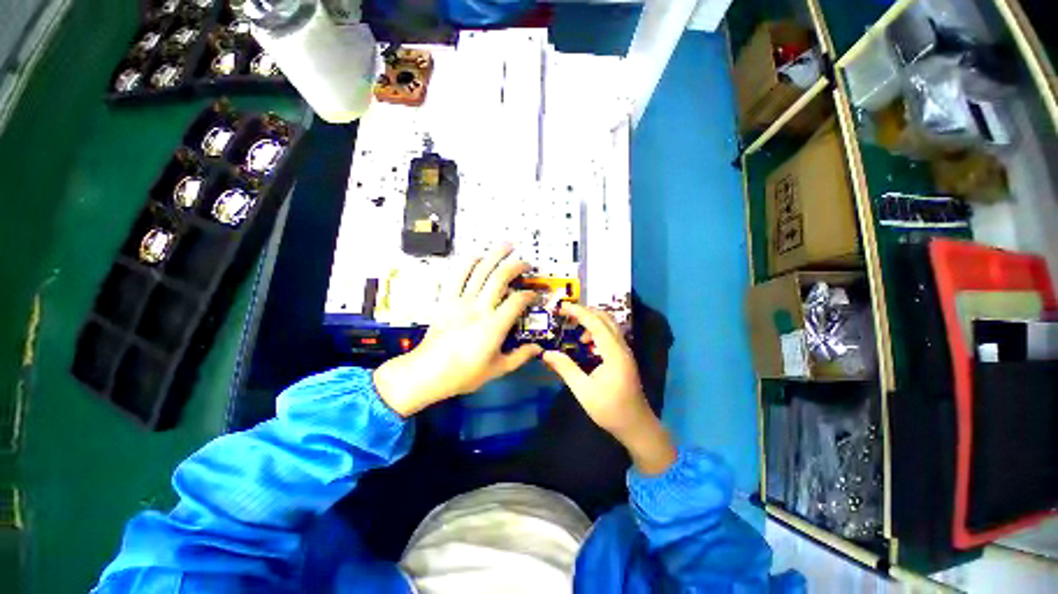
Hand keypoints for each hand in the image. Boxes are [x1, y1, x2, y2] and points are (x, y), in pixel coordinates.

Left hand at [373, 246, 541, 416]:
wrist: (428, 373)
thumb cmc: (465, 374)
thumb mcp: (498, 369)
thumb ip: (520, 356)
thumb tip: (538, 349)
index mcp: (494, 325)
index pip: (517, 301)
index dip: (529, 294)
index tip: (534, 294)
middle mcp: (479, 308)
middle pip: (500, 277)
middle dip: (516, 266)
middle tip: (526, 263)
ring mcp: (460, 301)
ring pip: (479, 271)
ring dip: (493, 255)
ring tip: (506, 246)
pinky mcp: (445, 300)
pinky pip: (455, 275)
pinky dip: (466, 263)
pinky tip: (475, 256)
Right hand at [541, 303, 675, 473]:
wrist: (636, 425)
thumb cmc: (610, 410)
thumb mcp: (583, 391)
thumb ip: (565, 369)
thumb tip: (546, 353)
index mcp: (614, 353)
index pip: (596, 323)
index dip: (578, 312)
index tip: (562, 307)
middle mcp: (622, 347)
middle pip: (605, 318)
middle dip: (585, 312)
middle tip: (565, 314)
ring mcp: (625, 351)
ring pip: (609, 324)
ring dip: (591, 321)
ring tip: (574, 330)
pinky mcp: (624, 356)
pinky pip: (610, 334)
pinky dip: (597, 330)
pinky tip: (586, 343)